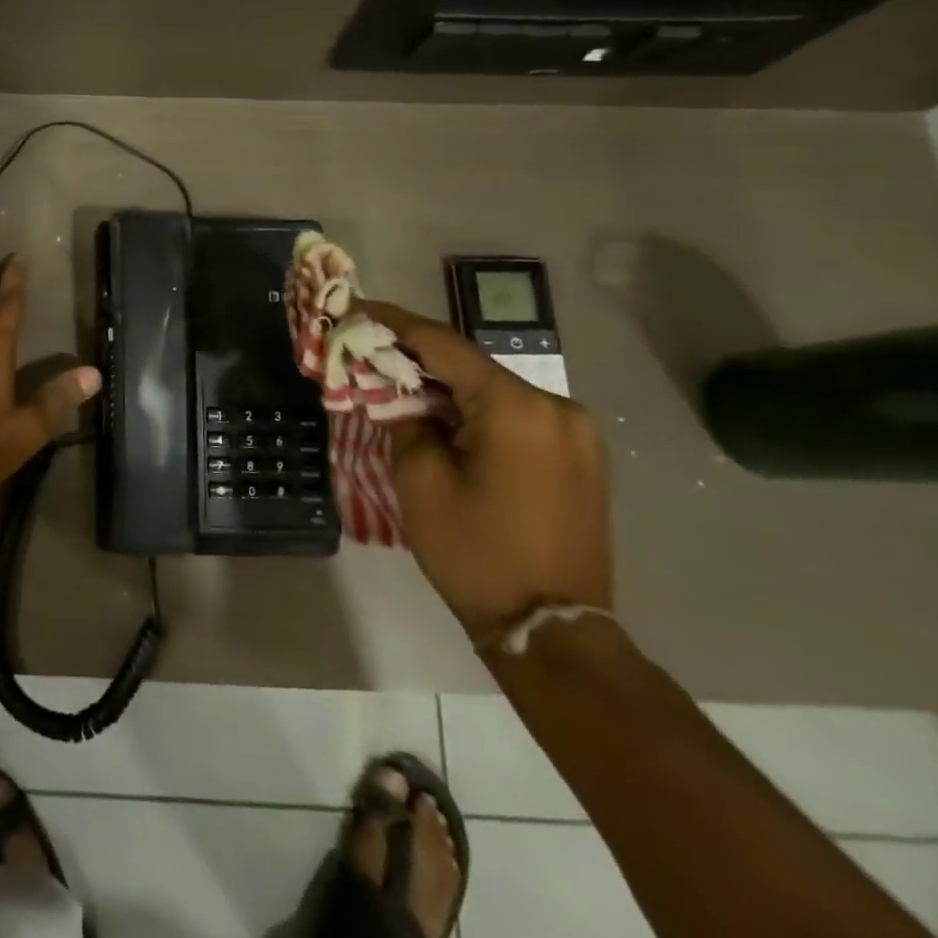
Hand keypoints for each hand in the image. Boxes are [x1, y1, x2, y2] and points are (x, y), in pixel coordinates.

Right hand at [363, 301, 612, 641]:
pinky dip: (476, 408)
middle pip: (470, 365)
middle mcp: (556, 405)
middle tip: (371, 352)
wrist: (553, 630)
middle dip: (418, 357)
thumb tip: (397, 391)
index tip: (357, 308)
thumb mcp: (420, 480)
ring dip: (447, 384)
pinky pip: (516, 414)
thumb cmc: (475, 552)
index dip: (394, 323)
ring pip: (493, 388)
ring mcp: (576, 431)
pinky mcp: (580, 455)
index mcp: (515, 406)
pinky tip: (446, 418)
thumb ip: (404, 418)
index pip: (442, 344)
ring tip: (401, 385)